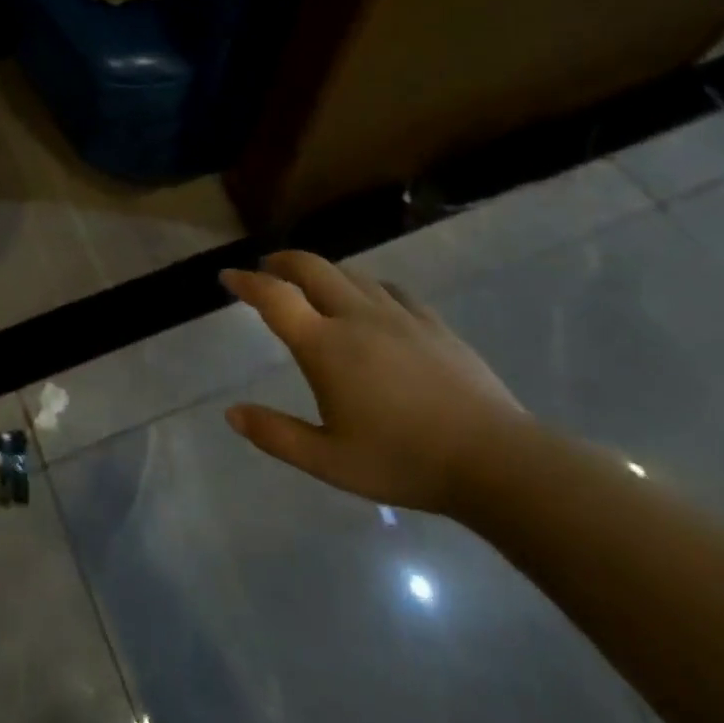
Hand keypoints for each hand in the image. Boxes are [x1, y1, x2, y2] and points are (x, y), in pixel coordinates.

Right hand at [221, 252, 524, 513]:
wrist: (495, 461)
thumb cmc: (404, 461)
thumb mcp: (329, 462)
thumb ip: (276, 435)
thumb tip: (231, 413)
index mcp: (325, 346)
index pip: (275, 297)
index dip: (246, 281)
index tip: (228, 277)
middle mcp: (357, 317)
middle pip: (312, 268)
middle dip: (283, 261)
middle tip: (267, 268)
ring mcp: (399, 315)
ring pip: (351, 274)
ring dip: (323, 271)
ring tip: (312, 285)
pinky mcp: (432, 323)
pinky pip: (390, 289)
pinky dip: (366, 286)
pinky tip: (371, 302)